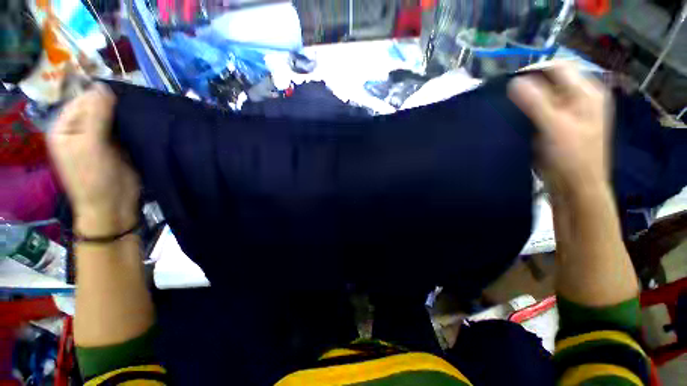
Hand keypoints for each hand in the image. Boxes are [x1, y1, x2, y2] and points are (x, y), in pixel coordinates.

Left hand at [49, 83, 139, 235]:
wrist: (113, 205)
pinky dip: (131, 125)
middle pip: (96, 108)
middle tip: (133, 104)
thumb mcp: (90, 145)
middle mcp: (80, 130)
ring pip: (111, 118)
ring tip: (139, 112)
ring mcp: (98, 138)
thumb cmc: (94, 178)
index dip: (99, 95)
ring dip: (124, 115)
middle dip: (113, 105)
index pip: (81, 101)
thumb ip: (95, 116)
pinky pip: (122, 129)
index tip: (122, 94)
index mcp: (65, 127)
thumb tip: (103, 85)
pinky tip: (141, 122)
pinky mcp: (116, 146)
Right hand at [508, 63, 611, 195]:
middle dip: (528, 89)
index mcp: (586, 93)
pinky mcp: (557, 126)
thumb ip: (536, 102)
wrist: (575, 187)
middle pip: (550, 83)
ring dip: (525, 102)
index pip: (558, 68)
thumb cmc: (572, 157)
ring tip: (508, 111)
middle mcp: (579, 99)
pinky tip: (515, 121)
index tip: (509, 85)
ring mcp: (568, 113)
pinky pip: (539, 113)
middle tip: (507, 100)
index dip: (534, 71)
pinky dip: (526, 114)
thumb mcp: (555, 127)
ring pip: (542, 98)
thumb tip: (513, 82)